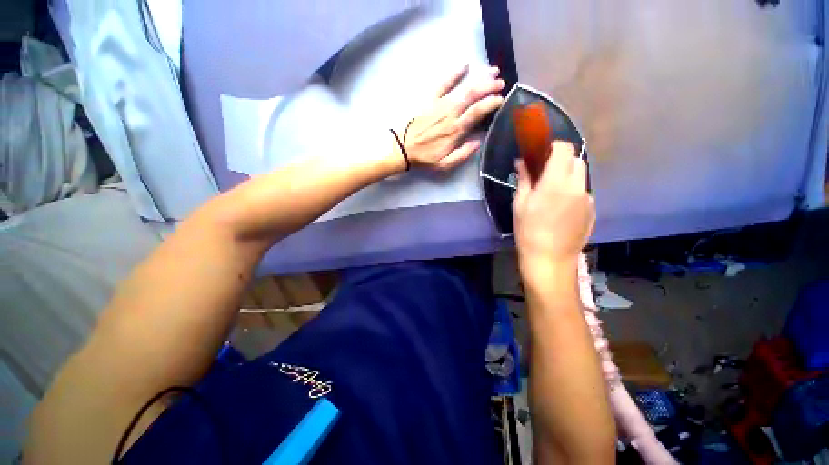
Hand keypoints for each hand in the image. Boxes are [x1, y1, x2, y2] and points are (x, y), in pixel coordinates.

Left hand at [400, 65, 504, 170]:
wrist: (402, 149)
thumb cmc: (424, 158)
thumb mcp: (444, 164)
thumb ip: (462, 155)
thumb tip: (478, 142)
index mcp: (455, 130)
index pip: (477, 112)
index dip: (491, 103)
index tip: (501, 99)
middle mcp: (450, 114)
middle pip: (473, 95)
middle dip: (489, 87)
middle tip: (501, 83)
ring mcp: (439, 105)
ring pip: (463, 87)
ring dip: (479, 78)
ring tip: (492, 71)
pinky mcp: (429, 100)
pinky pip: (443, 83)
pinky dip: (454, 73)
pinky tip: (464, 64)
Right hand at [513, 141, 594, 269]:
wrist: (550, 258)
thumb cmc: (528, 230)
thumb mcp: (520, 203)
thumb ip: (524, 179)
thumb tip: (522, 161)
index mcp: (556, 182)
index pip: (565, 149)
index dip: (554, 147)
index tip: (543, 154)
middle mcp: (577, 186)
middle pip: (576, 161)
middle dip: (562, 162)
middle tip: (546, 175)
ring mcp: (588, 199)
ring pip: (580, 178)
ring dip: (568, 178)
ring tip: (552, 197)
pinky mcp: (592, 210)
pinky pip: (583, 193)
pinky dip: (573, 194)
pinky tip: (561, 211)